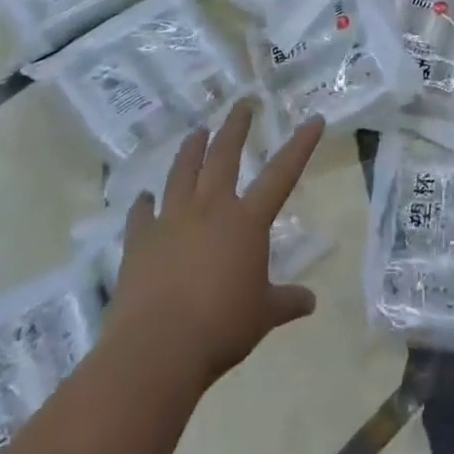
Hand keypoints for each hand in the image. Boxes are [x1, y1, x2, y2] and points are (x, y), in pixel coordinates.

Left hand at [107, 101, 325, 392]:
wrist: (156, 349)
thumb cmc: (220, 328)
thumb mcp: (263, 316)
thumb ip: (286, 302)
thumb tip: (310, 302)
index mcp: (247, 221)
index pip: (282, 173)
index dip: (300, 145)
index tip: (314, 119)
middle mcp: (210, 208)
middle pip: (224, 156)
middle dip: (235, 127)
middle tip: (242, 104)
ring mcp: (171, 220)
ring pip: (182, 172)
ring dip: (191, 149)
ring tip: (196, 132)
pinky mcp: (140, 241)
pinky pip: (142, 214)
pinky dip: (143, 204)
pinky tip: (143, 197)